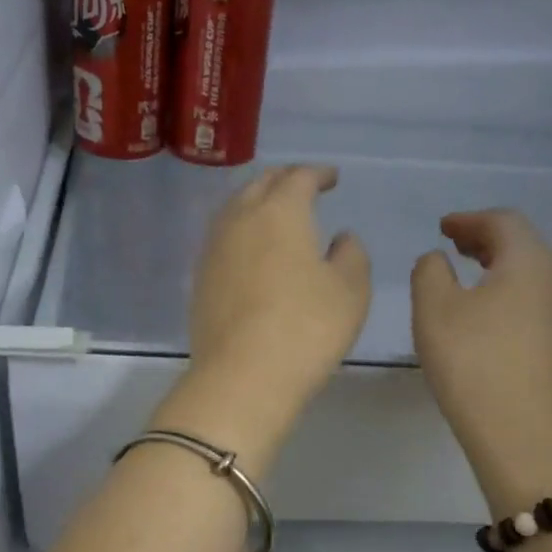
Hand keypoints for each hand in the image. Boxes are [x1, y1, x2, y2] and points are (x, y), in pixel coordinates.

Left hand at [157, 166, 370, 469]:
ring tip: (274, 214)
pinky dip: (241, 232)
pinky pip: (222, 239)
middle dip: (284, 180)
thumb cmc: (306, 328)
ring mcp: (213, 249)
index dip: (318, 173)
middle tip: (302, 186)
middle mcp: (240, 220)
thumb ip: (351, 255)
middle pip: (260, 185)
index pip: (299, 177)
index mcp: (280, 212)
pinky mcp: (200, 279)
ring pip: (234, 209)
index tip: (331, 178)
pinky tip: (251, 249)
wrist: (242, 377)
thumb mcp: (350, 290)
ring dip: (256, 203)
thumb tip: (340, 238)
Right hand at [412, 209, 551, 515]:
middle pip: (525, 245)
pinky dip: (513, 297)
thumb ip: (430, 272)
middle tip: (453, 247)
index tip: (442, 227)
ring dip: (500, 270)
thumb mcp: (434, 311)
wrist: (529, 439)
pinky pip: (540, 304)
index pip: (503, 221)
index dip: (469, 219)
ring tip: (469, 281)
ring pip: (535, 276)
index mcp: (531, 261)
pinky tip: (492, 321)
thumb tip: (439, 260)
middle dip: (486, 241)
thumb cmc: (475, 365)